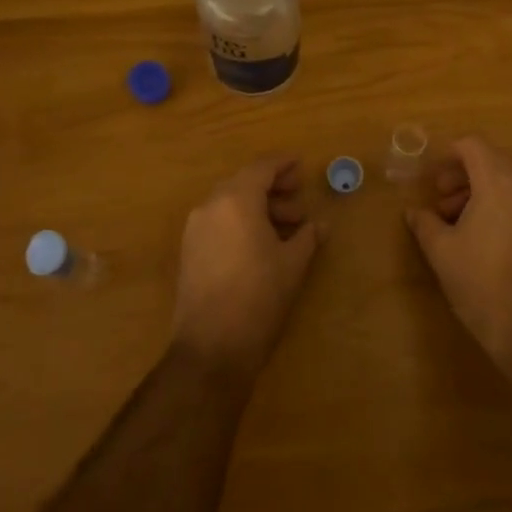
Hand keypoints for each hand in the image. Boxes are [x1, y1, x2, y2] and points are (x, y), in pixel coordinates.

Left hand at [173, 156, 325, 380]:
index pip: (261, 169)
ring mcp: (195, 229)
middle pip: (244, 183)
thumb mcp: (292, 264)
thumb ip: (307, 237)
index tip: (301, 165)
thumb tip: (321, 225)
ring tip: (288, 226)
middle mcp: (210, 206)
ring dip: (259, 207)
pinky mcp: (190, 251)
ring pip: (230, 203)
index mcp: (236, 201)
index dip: (283, 164)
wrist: (212, 346)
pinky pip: (219, 222)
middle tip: (299, 198)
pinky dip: (241, 222)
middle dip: (273, 188)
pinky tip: (263, 243)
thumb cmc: (259, 297)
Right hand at [406, 137, 511, 377]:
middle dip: (461, 174)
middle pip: (490, 160)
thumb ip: (424, 222)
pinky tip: (476, 234)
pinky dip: (495, 203)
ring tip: (453, 220)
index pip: (473, 145)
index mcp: (498, 182)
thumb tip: (413, 211)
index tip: (431, 180)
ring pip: (505, 180)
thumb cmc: (479, 279)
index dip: (448, 156)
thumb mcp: (440, 249)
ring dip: (477, 190)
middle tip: (439, 199)